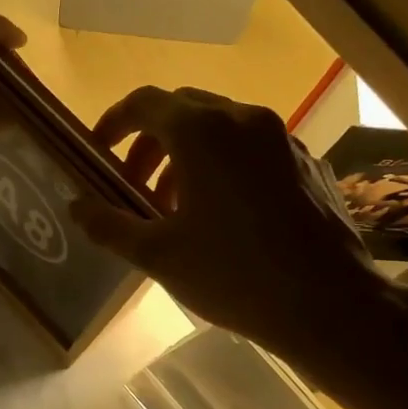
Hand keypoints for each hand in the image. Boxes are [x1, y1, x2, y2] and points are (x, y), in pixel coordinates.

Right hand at [73, 86, 407, 374]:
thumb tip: (76, 206)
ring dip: (186, 156)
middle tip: (133, 186)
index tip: (98, 152)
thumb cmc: (234, 275)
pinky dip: (224, 166)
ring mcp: (282, 139)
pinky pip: (252, 149)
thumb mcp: (158, 255)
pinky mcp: (307, 162)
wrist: (331, 305)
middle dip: (149, 143)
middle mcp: (244, 119)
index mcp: (203, 132)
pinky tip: (225, 215)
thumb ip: (109, 224)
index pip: (144, 103)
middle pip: (182, 110)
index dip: (113, 123)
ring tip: (175, 207)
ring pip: (220, 128)